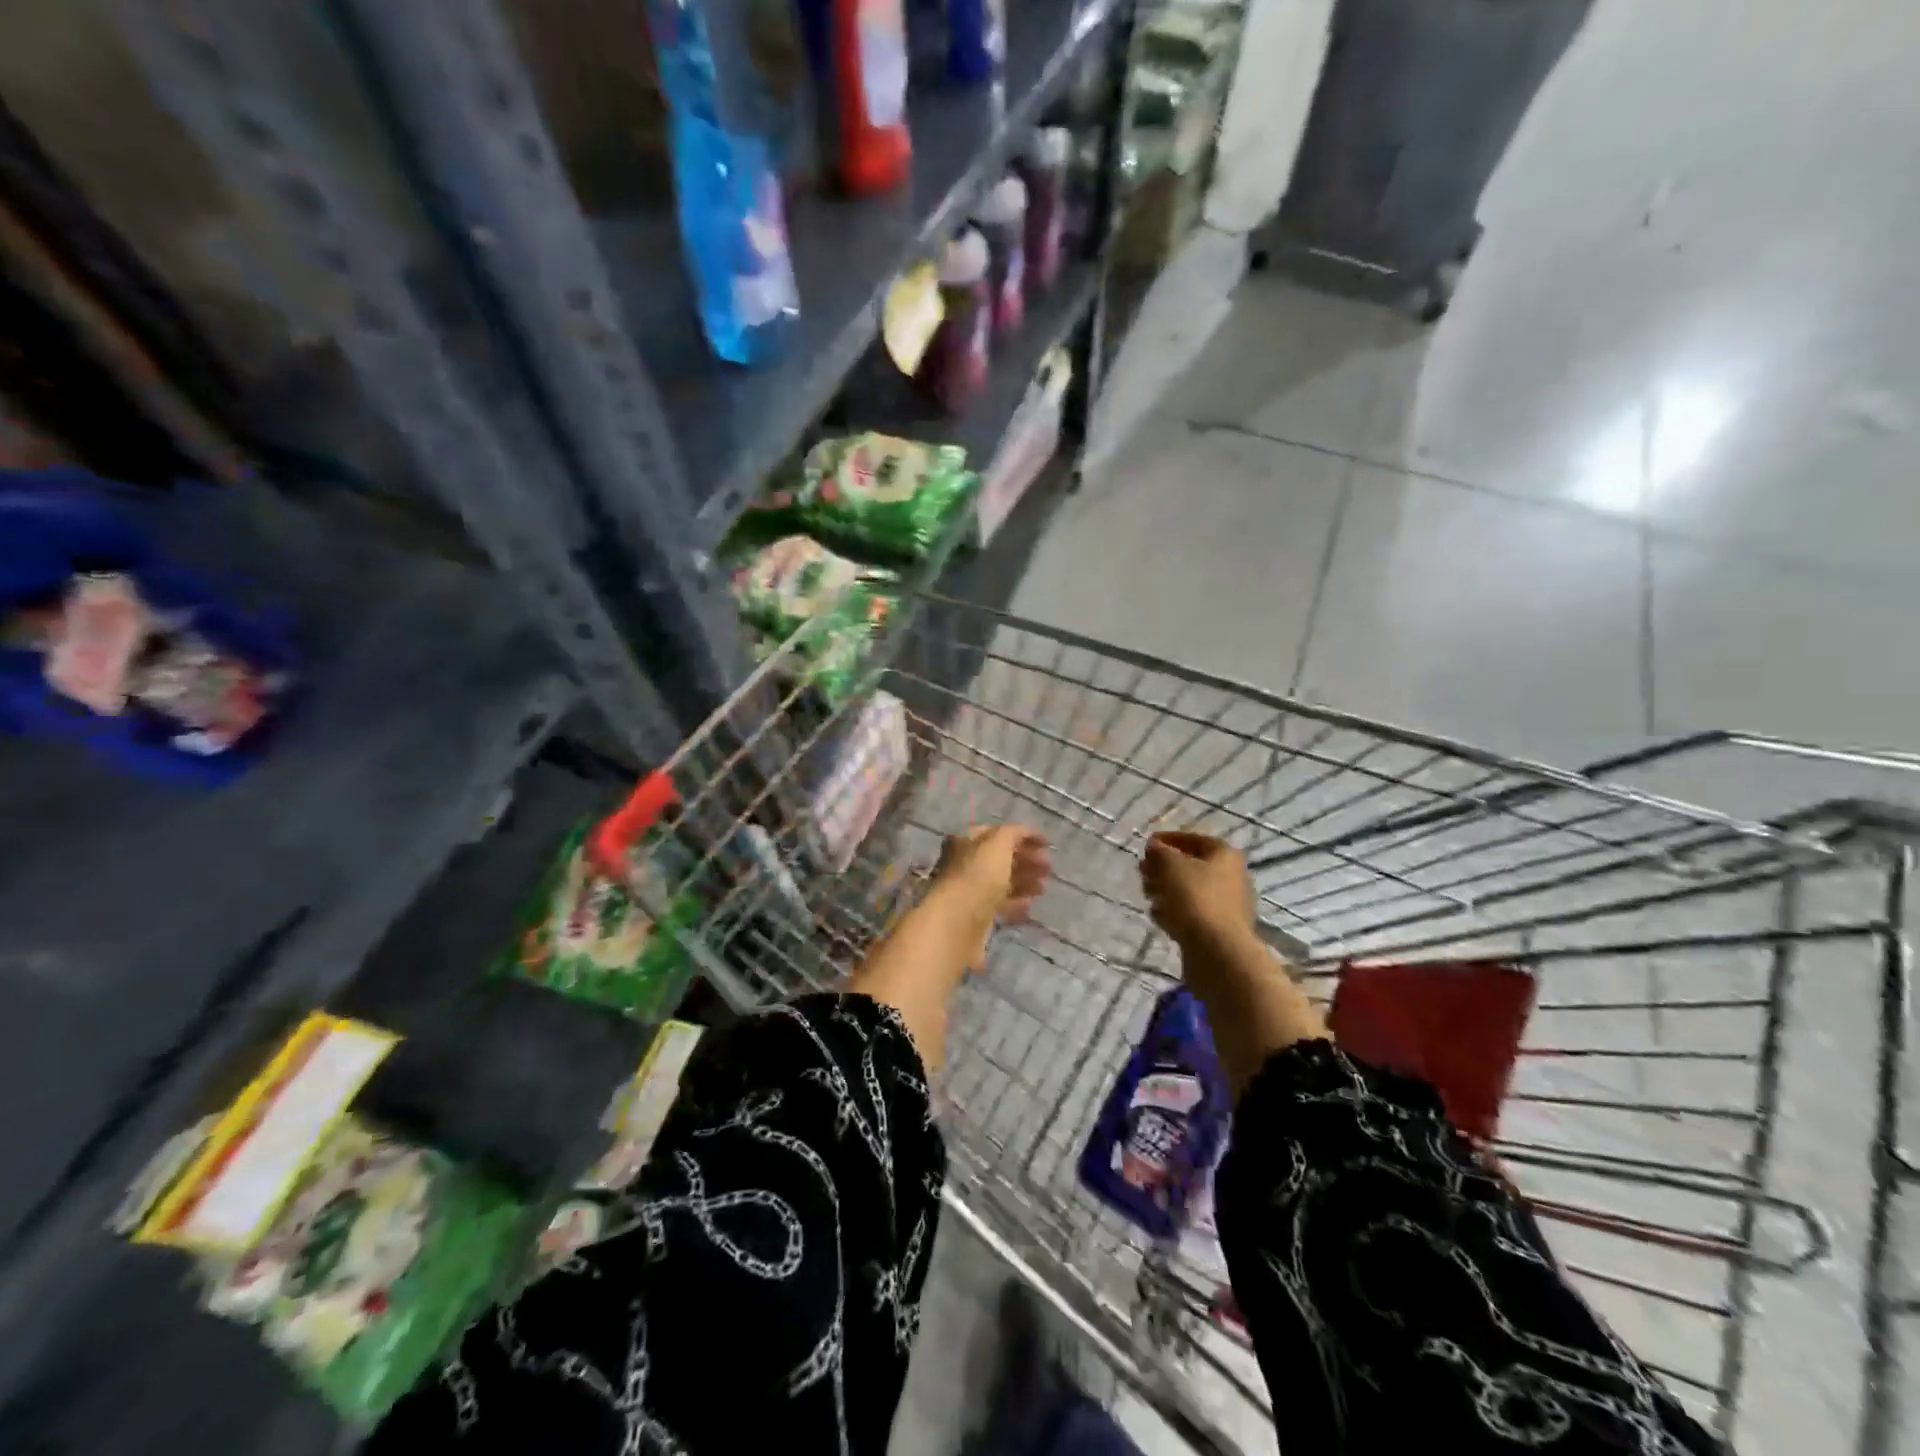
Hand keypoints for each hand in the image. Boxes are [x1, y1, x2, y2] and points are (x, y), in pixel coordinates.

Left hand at [934, 825, 1050, 923]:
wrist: (957, 923)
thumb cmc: (978, 876)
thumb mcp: (998, 844)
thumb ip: (1013, 833)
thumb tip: (1026, 833)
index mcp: (965, 842)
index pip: (996, 833)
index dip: (1022, 836)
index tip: (1047, 846)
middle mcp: (964, 865)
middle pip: (1000, 859)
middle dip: (1026, 861)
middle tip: (1048, 869)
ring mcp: (969, 892)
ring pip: (1001, 883)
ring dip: (1024, 882)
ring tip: (1043, 888)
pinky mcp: (975, 917)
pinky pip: (999, 906)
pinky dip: (1015, 904)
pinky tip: (1029, 906)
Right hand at [1141, 831, 1255, 950]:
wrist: (1218, 951)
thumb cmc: (1195, 898)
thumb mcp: (1170, 865)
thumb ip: (1159, 852)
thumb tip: (1155, 847)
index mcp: (1224, 855)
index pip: (1193, 839)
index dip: (1167, 839)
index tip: (1146, 846)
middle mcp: (1230, 877)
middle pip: (1191, 866)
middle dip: (1163, 867)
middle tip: (1142, 872)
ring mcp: (1225, 906)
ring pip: (1189, 891)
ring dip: (1165, 890)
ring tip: (1147, 896)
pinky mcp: (1217, 930)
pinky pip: (1191, 913)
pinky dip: (1173, 911)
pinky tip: (1158, 916)